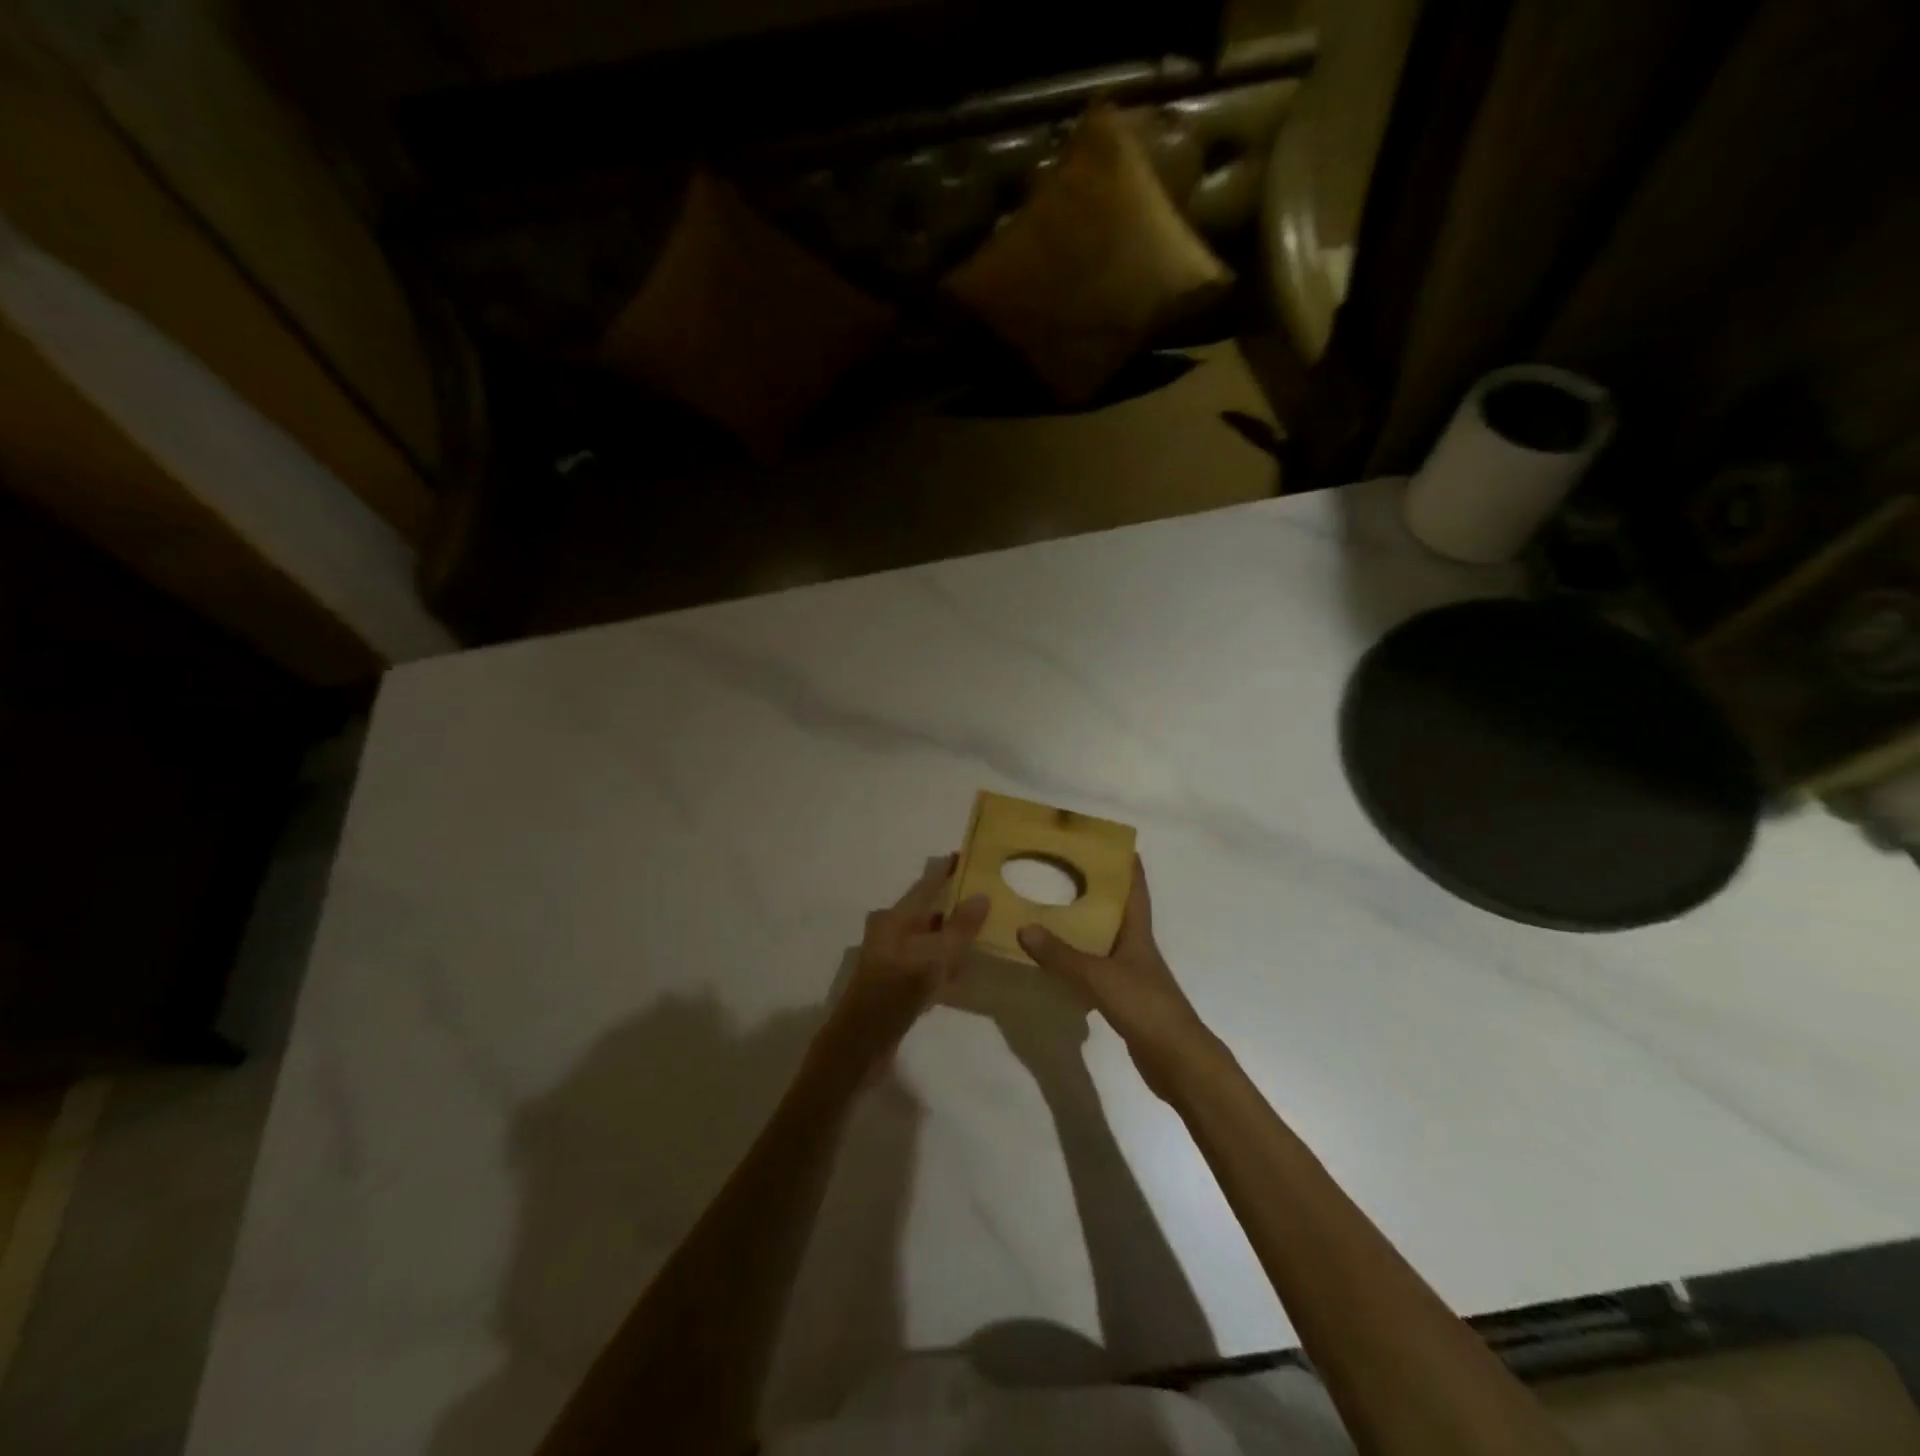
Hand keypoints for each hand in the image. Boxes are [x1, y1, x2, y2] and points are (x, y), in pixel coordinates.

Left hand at [817, 856, 988, 1077]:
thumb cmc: (895, 994)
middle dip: (954, 902)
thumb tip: (981, 896)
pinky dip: (944, 962)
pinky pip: (925, 963)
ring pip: (928, 938)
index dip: (946, 869)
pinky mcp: (895, 983)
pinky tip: (964, 971)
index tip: (968, 854)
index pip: (926, 884)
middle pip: (927, 910)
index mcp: (895, 919)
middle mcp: (891, 932)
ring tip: (983, 929)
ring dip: (951, 934)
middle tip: (986, 895)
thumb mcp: (933, 959)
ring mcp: (892, 958)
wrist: (859, 1046)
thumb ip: (959, 929)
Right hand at [1017, 857, 1214, 1099]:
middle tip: (1067, 870)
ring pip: (1106, 940)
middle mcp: (1137, 948)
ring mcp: (1133, 975)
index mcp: (1138, 933)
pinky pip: (1098, 969)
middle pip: (1118, 911)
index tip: (1111, 842)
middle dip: (1098, 891)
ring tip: (1055, 910)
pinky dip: (1081, 961)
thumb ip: (1062, 955)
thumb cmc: (1145, 1006)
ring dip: (1086, 926)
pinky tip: (1061, 963)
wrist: (1177, 1060)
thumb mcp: (1099, 976)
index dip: (1127, 865)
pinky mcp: (1125, 999)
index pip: (1135, 889)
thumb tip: (1024, 927)